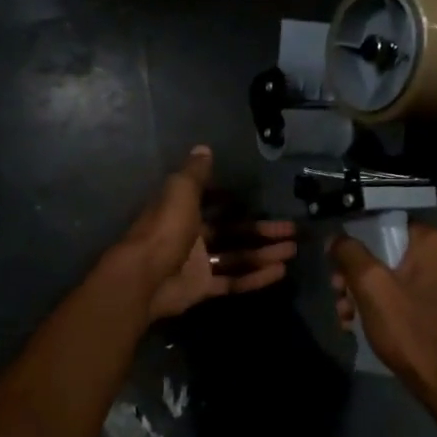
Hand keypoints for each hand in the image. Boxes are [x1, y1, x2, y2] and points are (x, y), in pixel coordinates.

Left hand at [117, 146, 297, 319]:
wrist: (144, 278)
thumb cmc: (165, 228)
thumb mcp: (180, 191)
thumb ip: (195, 173)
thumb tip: (204, 148)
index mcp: (183, 211)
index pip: (212, 203)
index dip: (232, 201)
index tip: (255, 200)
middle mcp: (191, 237)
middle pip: (233, 232)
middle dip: (262, 231)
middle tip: (292, 230)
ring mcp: (197, 265)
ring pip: (238, 257)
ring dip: (264, 254)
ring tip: (292, 250)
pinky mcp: (202, 288)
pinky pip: (233, 281)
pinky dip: (256, 278)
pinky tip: (280, 272)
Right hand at [328, 223, 436, 391]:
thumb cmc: (411, 329)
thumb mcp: (372, 286)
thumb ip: (350, 253)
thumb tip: (337, 238)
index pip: (387, 224)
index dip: (356, 241)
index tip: (335, 264)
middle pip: (386, 252)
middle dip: (355, 275)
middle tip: (338, 295)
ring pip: (391, 277)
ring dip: (362, 294)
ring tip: (344, 317)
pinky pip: (403, 296)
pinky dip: (381, 307)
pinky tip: (358, 326)